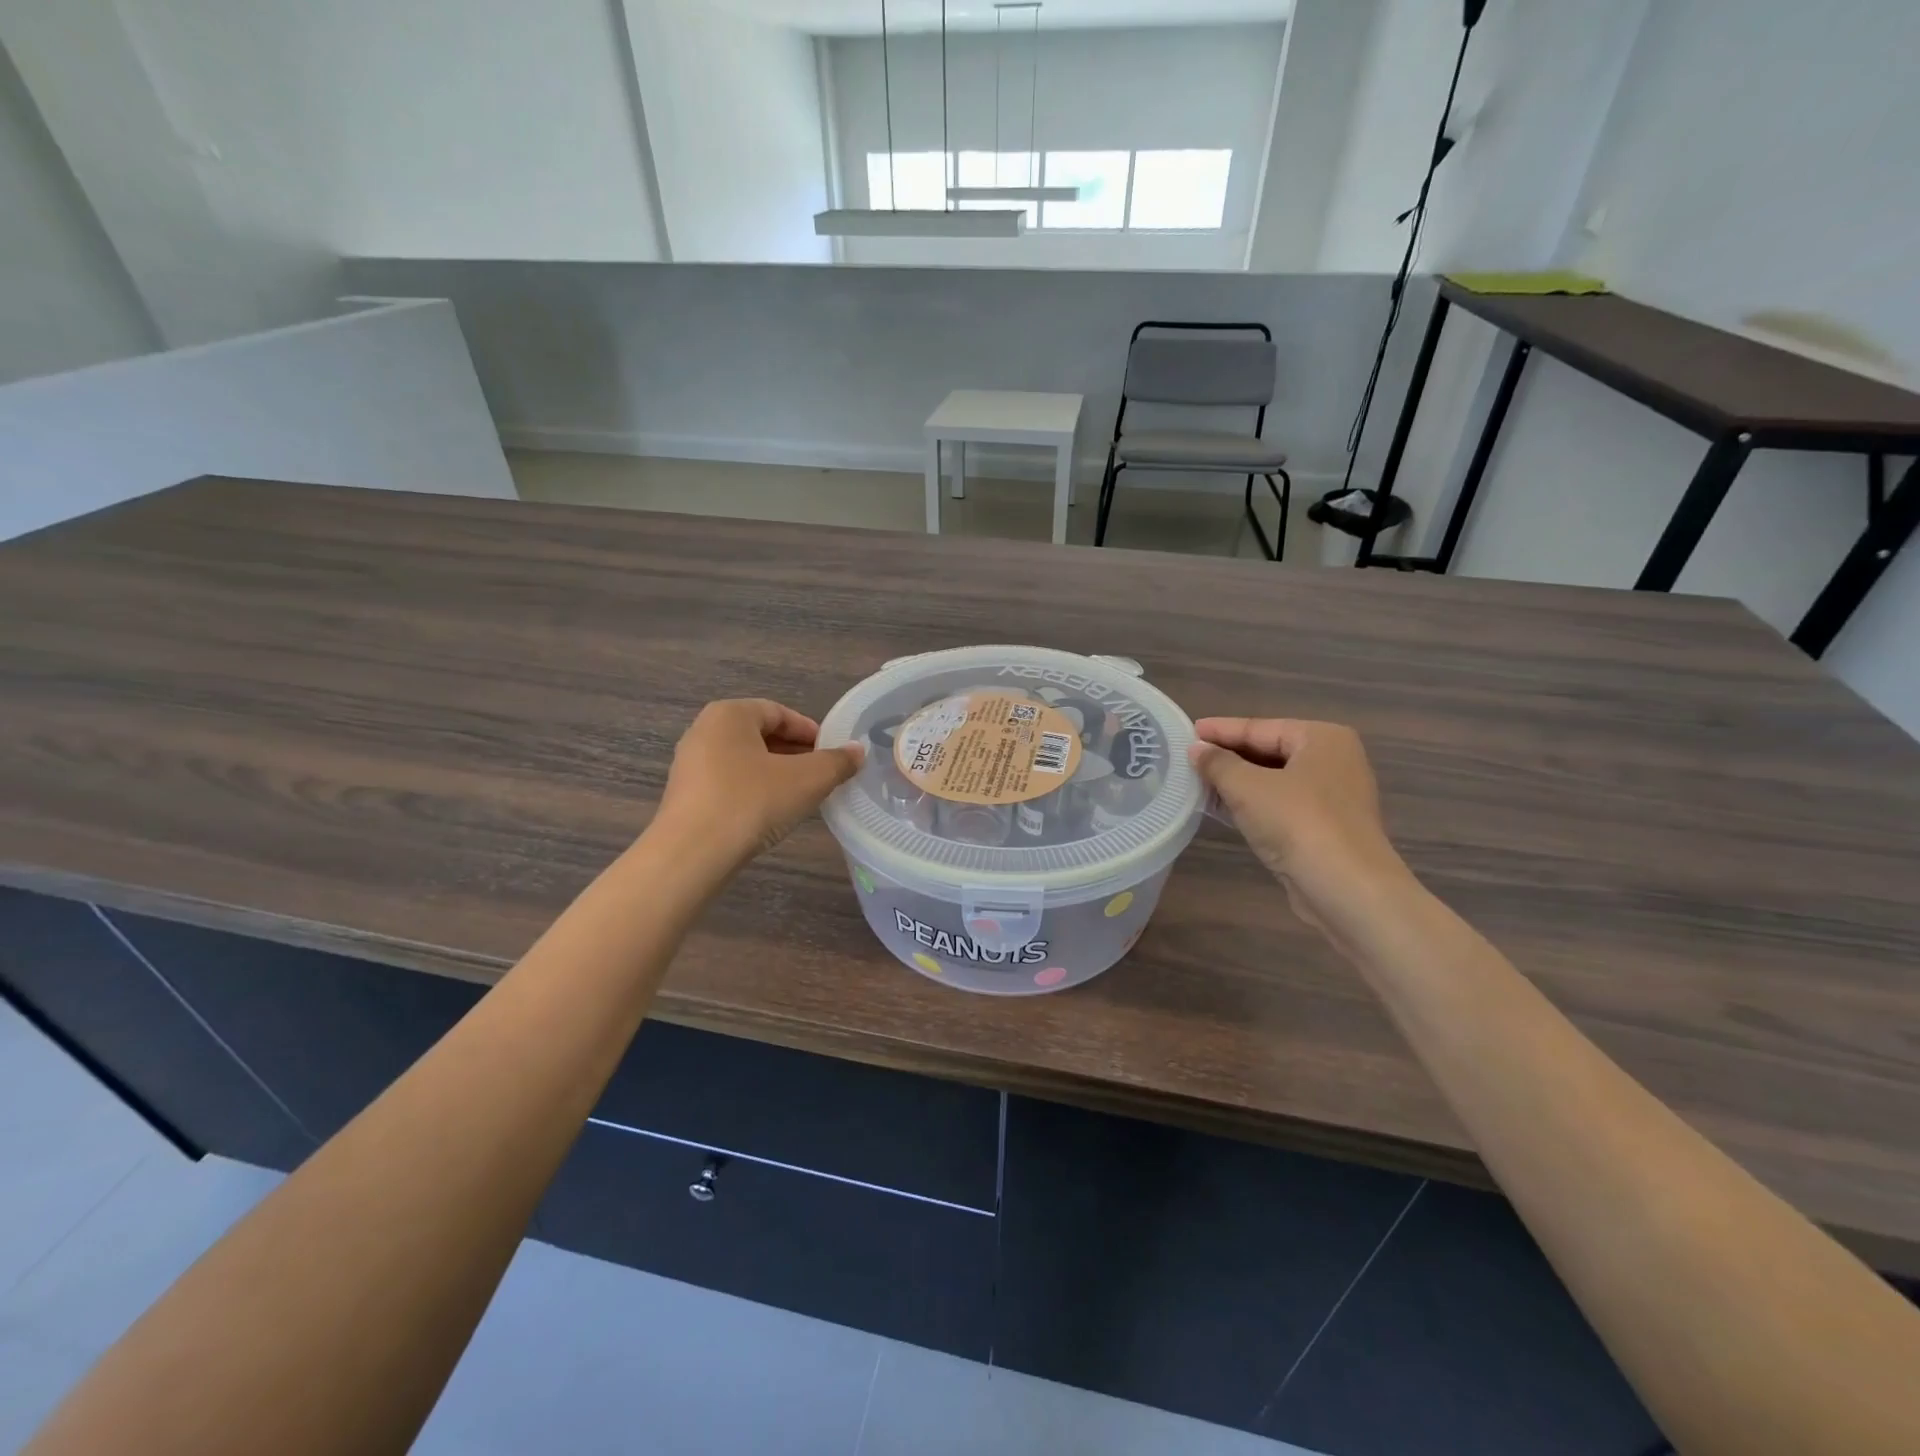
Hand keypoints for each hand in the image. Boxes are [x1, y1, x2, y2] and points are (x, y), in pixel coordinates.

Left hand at [653, 700, 863, 870]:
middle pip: (760, 735)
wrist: (691, 855)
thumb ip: (836, 762)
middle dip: (794, 754)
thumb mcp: (807, 780)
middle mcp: (704, 731)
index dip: (810, 732)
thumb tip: (857, 751)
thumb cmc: (751, 802)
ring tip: (801, 797)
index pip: (779, 713)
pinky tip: (769, 814)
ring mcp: (689, 765)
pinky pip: (728, 784)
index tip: (832, 754)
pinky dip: (753, 792)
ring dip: (775, 774)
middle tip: (822, 776)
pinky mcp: (685, 797)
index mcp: (730, 714)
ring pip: (744, 761)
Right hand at [1189, 717, 1407, 930]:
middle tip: (1188, 758)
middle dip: (1228, 757)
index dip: (1221, 730)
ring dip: (1237, 783)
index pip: (1260, 727)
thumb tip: (1196, 749)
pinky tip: (1223, 808)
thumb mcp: (1247, 787)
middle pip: (1269, 752)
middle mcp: (1334, 761)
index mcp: (1322, 738)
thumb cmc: (1298, 823)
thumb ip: (1218, 763)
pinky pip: (1281, 805)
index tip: (1187, 731)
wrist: (1347, 889)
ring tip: (1197, 782)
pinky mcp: (1327, 828)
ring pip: (1274, 781)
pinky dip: (1252, 804)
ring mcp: (1334, 797)